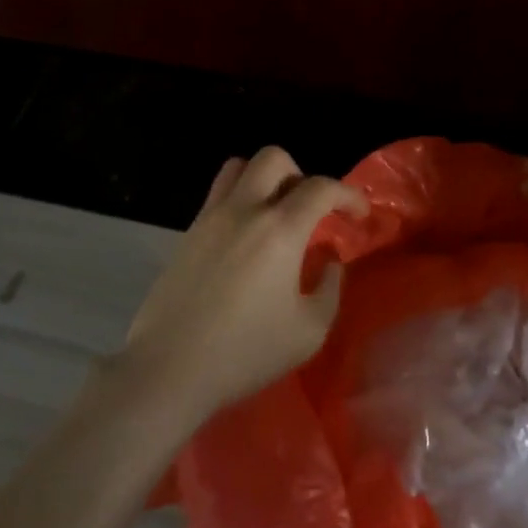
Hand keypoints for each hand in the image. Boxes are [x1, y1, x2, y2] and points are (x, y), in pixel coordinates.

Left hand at [119, 147, 367, 419]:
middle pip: (275, 158)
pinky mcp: (188, 233)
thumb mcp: (308, 331)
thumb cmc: (245, 352)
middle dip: (302, 175)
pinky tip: (246, 238)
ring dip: (266, 179)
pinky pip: (218, 194)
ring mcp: (211, 217)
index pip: (322, 187)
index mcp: (280, 229)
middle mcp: (245, 210)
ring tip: (276, 214)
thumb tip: (329, 260)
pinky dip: (240, 200)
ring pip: (239, 167)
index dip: (348, 195)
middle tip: (311, 212)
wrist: (168, 369)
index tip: (359, 215)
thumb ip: (329, 288)